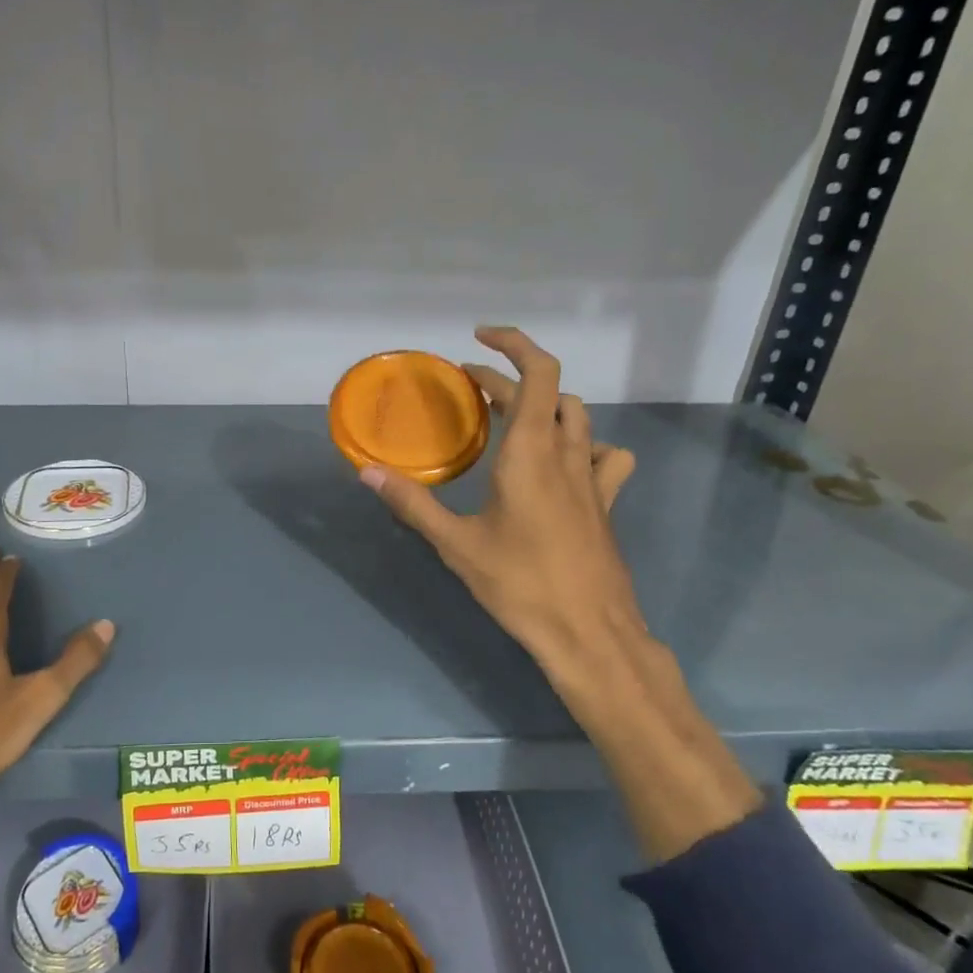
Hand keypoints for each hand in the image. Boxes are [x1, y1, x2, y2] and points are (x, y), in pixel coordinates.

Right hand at [361, 327, 646, 677]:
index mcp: (532, 452)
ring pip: (579, 417)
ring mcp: (592, 478)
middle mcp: (567, 453)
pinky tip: (565, 463)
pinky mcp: (605, 503)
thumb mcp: (456, 544)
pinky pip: (605, 455)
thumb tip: (366, 472)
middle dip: (508, 381)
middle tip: (470, 390)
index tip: (478, 340)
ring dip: (546, 405)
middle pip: (549, 392)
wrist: (590, 633)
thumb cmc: (521, 584)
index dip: (512, 345)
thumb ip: (412, 503)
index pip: (538, 373)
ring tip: (513, 418)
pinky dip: (585, 444)